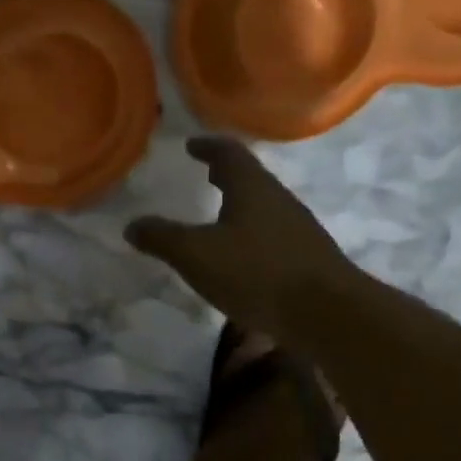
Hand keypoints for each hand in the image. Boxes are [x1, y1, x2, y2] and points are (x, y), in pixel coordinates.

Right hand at [125, 137, 357, 335]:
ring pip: (264, 207)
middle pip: (251, 178)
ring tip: (218, 216)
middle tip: (205, 175)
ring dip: (240, 206)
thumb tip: (132, 225)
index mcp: (252, 187)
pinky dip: (251, 234)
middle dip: (226, 175)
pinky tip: (241, 256)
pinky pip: (273, 234)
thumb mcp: (196, 255)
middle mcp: (278, 200)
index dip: (208, 146)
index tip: (192, 145)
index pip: (229, 153)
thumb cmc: (257, 272)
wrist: (329, 315)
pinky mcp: (308, 257)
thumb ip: (162, 238)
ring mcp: (298, 229)